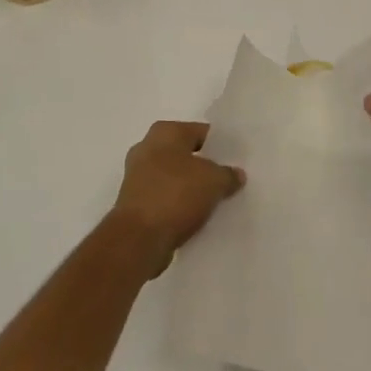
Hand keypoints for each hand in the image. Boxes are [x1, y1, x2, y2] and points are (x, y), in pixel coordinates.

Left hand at [107, 121, 245, 276]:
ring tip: (215, 201)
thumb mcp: (213, 181)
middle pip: (185, 154)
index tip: (236, 160)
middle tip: (228, 180)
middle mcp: (147, 147)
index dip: (220, 145)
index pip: (200, 132)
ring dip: (190, 188)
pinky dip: (178, 205)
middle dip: (204, 167)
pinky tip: (195, 217)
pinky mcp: (134, 203)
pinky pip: (164, 198)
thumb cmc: (176, 195)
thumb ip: (228, 174)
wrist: (138, 239)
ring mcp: (137, 176)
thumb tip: (236, 174)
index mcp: (165, 132)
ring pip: (174, 177)